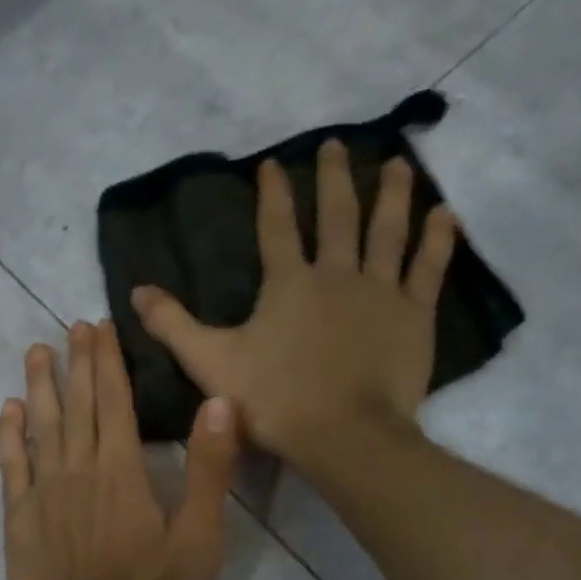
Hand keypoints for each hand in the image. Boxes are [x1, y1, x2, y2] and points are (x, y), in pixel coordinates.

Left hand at [0, 320, 238, 579]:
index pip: (114, 402)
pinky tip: (7, 410)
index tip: (99, 327)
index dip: (107, 362)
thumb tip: (219, 402)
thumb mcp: (201, 536)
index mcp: (122, 471)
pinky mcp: (19, 520)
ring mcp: (43, 494)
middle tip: (70, 327)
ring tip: (36, 351)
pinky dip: (8, 436)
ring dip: (38, 387)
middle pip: (76, 405)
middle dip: (75, 362)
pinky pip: (11, 467)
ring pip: (39, 427)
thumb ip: (210, 468)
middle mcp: (79, 470)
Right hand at [129, 140, 456, 464]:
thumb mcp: (210, 363)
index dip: (273, 193)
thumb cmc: (274, 400)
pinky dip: (438, 240)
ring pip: (388, 231)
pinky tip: (445, 214)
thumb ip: (173, 326)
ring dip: (391, 194)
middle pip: (336, 216)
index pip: (275, 228)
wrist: (343, 435)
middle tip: (336, 144)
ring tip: (396, 163)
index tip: (273, 162)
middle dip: (333, 178)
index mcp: (287, 284)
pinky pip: (428, 268)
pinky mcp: (414, 315)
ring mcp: (380, 292)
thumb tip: (135, 291)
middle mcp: (335, 274)